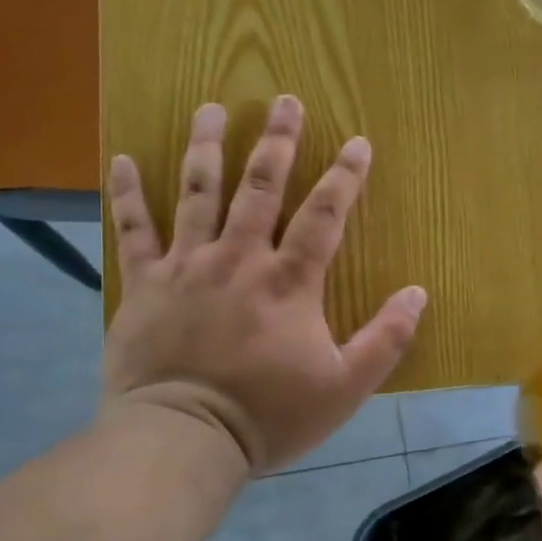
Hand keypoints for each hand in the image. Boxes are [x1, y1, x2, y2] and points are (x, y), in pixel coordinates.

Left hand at [102, 96, 427, 472]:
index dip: (344, 175)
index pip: (325, 214)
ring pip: (197, 193)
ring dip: (207, 146)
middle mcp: (240, 259)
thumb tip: (418, 293)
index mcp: (290, 281)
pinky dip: (128, 193)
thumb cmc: (270, 414)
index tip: (357, 141)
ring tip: (211, 107)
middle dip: (277, 141)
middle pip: (261, 186)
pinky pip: (133, 230)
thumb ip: (386, 338)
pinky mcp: (145, 285)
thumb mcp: (345, 386)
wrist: (185, 439)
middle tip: (284, 100)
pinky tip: (123, 158)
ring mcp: (187, 266)